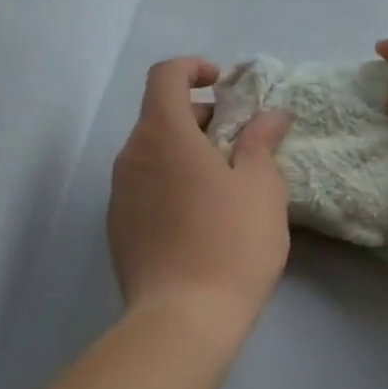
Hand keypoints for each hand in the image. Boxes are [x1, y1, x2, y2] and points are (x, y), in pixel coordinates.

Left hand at [108, 58, 293, 341]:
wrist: (182, 319)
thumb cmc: (231, 243)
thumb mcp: (261, 187)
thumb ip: (261, 141)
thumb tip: (270, 114)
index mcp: (163, 134)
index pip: (165, 75)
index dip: (193, 68)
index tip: (223, 86)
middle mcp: (131, 155)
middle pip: (159, 115)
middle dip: (199, 116)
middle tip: (238, 144)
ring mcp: (119, 192)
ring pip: (152, 152)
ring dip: (185, 151)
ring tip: (223, 183)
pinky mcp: (117, 226)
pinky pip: (144, 184)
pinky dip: (169, 181)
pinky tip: (198, 217)